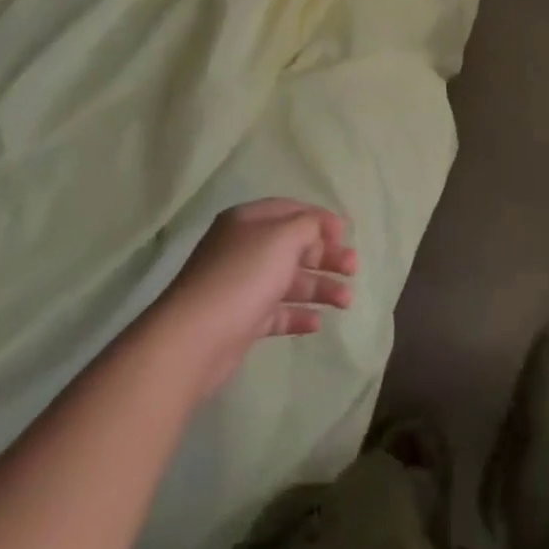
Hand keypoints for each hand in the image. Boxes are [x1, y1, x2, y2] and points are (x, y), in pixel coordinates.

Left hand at [146, 198, 356, 400]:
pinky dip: (298, 314)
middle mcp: (244, 248)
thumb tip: (319, 228)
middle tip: (353, 269)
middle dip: (326, 256)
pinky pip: (276, 312)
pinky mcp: (242, 320)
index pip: (291, 210)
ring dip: (320, 288)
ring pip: (289, 280)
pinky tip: (317, 323)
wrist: (195, 338)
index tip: (346, 234)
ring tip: (346, 302)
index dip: (321, 220)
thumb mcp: (283, 237)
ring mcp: (242, 285)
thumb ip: (309, 226)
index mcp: (249, 220)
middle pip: (294, 246)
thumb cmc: (244, 276)